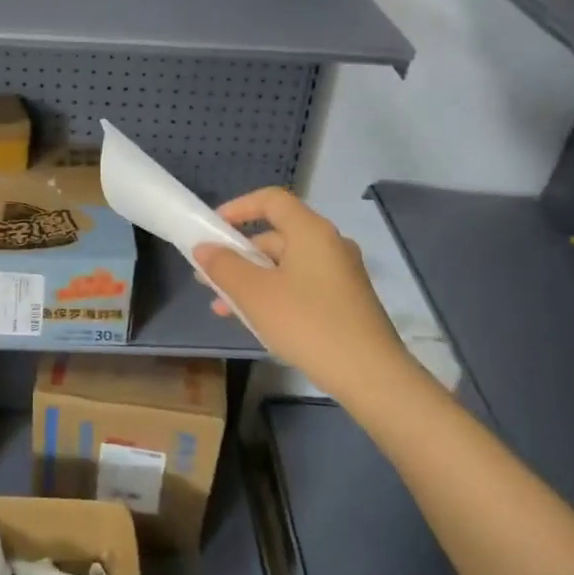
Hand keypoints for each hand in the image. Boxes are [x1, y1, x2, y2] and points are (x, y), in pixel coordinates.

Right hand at [194, 187, 404, 397]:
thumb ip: (224, 266)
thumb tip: (204, 248)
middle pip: (276, 235)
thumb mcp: (254, 294)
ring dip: (251, 281)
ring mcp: (340, 274)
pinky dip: (274, 295)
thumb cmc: (306, 323)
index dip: (238, 207)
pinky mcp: (345, 301)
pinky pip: (300, 286)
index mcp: (311, 231)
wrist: (369, 375)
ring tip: (223, 308)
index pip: (271, 200)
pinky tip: (256, 323)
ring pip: (285, 266)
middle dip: (238, 255)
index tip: (212, 228)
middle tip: (209, 279)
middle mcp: (329, 245)